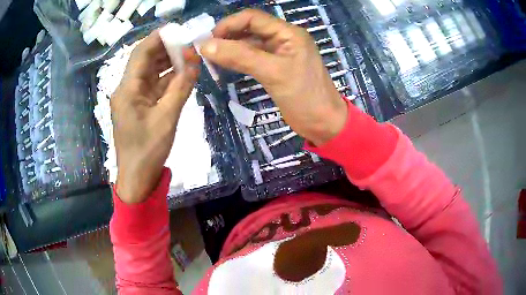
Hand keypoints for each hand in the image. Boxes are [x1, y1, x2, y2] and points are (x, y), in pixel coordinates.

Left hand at [111, 30, 199, 203]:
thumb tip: (194, 64)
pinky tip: (183, 74)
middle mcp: (127, 89)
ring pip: (151, 72)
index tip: (179, 30)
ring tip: (190, 55)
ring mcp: (133, 98)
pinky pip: (154, 86)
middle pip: (146, 60)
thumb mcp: (167, 118)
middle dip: (167, 49)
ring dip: (169, 63)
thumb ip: (181, 88)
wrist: (137, 178)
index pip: (141, 53)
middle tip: (190, 43)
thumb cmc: (147, 151)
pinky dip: (168, 79)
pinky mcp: (140, 106)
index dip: (159, 38)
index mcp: (127, 89)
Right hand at [201, 9, 346, 145]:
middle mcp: (283, 38)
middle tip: (205, 50)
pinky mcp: (275, 68)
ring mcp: (279, 53)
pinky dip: (237, 59)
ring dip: (230, 48)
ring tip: (210, 58)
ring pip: (249, 43)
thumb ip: (240, 56)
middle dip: (227, 36)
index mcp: (288, 33)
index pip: (253, 18)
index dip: (229, 24)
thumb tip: (206, 45)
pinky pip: (252, 57)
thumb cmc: (304, 97)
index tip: (208, 39)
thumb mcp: (273, 72)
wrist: (323, 123)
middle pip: (250, 29)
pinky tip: (224, 65)